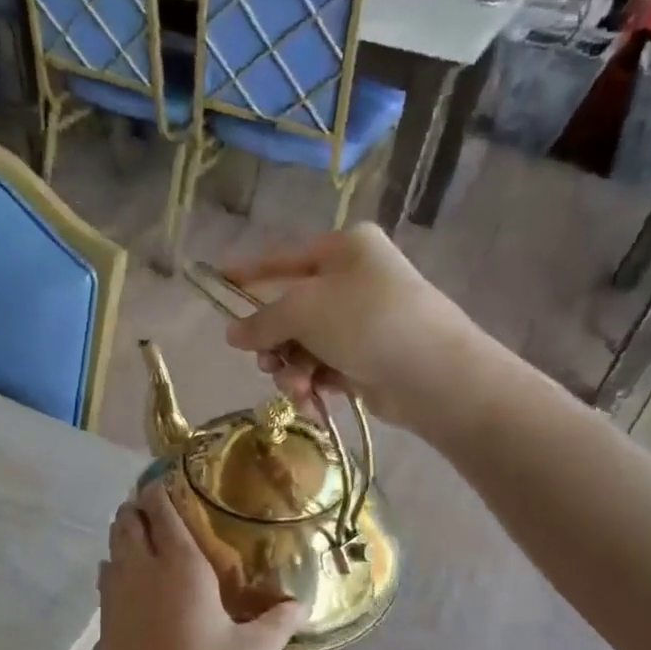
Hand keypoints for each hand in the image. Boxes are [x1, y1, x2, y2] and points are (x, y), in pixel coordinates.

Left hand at [86, 481, 302, 649]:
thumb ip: (277, 623)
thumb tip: (301, 604)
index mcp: (180, 567)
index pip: (162, 511)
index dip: (161, 490)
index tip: (170, 481)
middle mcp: (142, 570)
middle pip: (127, 520)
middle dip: (139, 507)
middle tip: (161, 508)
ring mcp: (116, 595)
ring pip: (112, 545)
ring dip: (126, 533)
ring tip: (148, 537)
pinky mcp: (104, 621)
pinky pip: (107, 575)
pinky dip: (117, 564)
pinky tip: (136, 582)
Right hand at [221, 224, 491, 431]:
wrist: (434, 375)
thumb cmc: (367, 322)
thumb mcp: (303, 312)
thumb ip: (261, 321)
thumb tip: (232, 333)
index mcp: (344, 249)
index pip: (283, 258)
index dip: (247, 272)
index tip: (216, 280)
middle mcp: (354, 280)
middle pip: (291, 310)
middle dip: (274, 342)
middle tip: (266, 362)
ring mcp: (363, 320)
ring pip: (304, 344)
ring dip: (292, 369)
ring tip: (297, 388)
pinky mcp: (368, 358)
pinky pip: (323, 366)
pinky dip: (313, 383)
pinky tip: (312, 399)